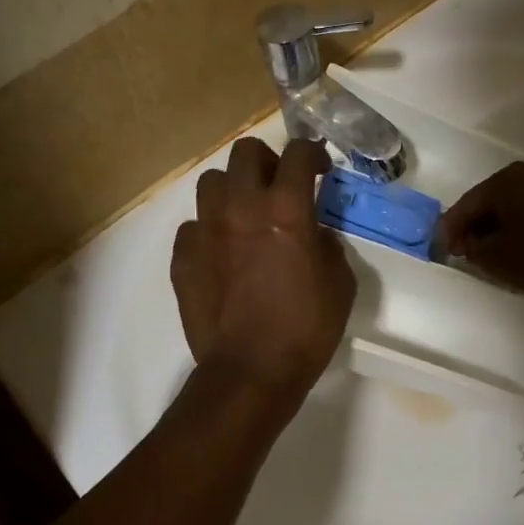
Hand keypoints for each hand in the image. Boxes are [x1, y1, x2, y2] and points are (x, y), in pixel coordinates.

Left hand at [173, 138, 355, 408]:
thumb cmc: (306, 329)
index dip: (311, 153)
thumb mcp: (341, 285)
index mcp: (286, 210)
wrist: (251, 371)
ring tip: (244, 215)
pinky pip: (193, 226)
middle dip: (267, 161)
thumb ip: (328, 246)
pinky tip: (221, 253)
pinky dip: (209, 231)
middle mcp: (241, 207)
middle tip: (278, 186)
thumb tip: (316, 234)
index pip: (297, 154)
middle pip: (245, 152)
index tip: (318, 168)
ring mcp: (206, 230)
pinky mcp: (182, 257)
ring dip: (232, 190)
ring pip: (211, 182)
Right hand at [437, 161, 523, 300]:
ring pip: (519, 203)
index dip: (452, 230)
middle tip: (471, 251)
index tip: (447, 251)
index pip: (466, 205)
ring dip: (505, 224)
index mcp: (503, 181)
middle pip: (493, 200)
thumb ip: (473, 249)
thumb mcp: (497, 260)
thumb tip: (471, 241)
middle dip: (479, 225)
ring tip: (502, 251)